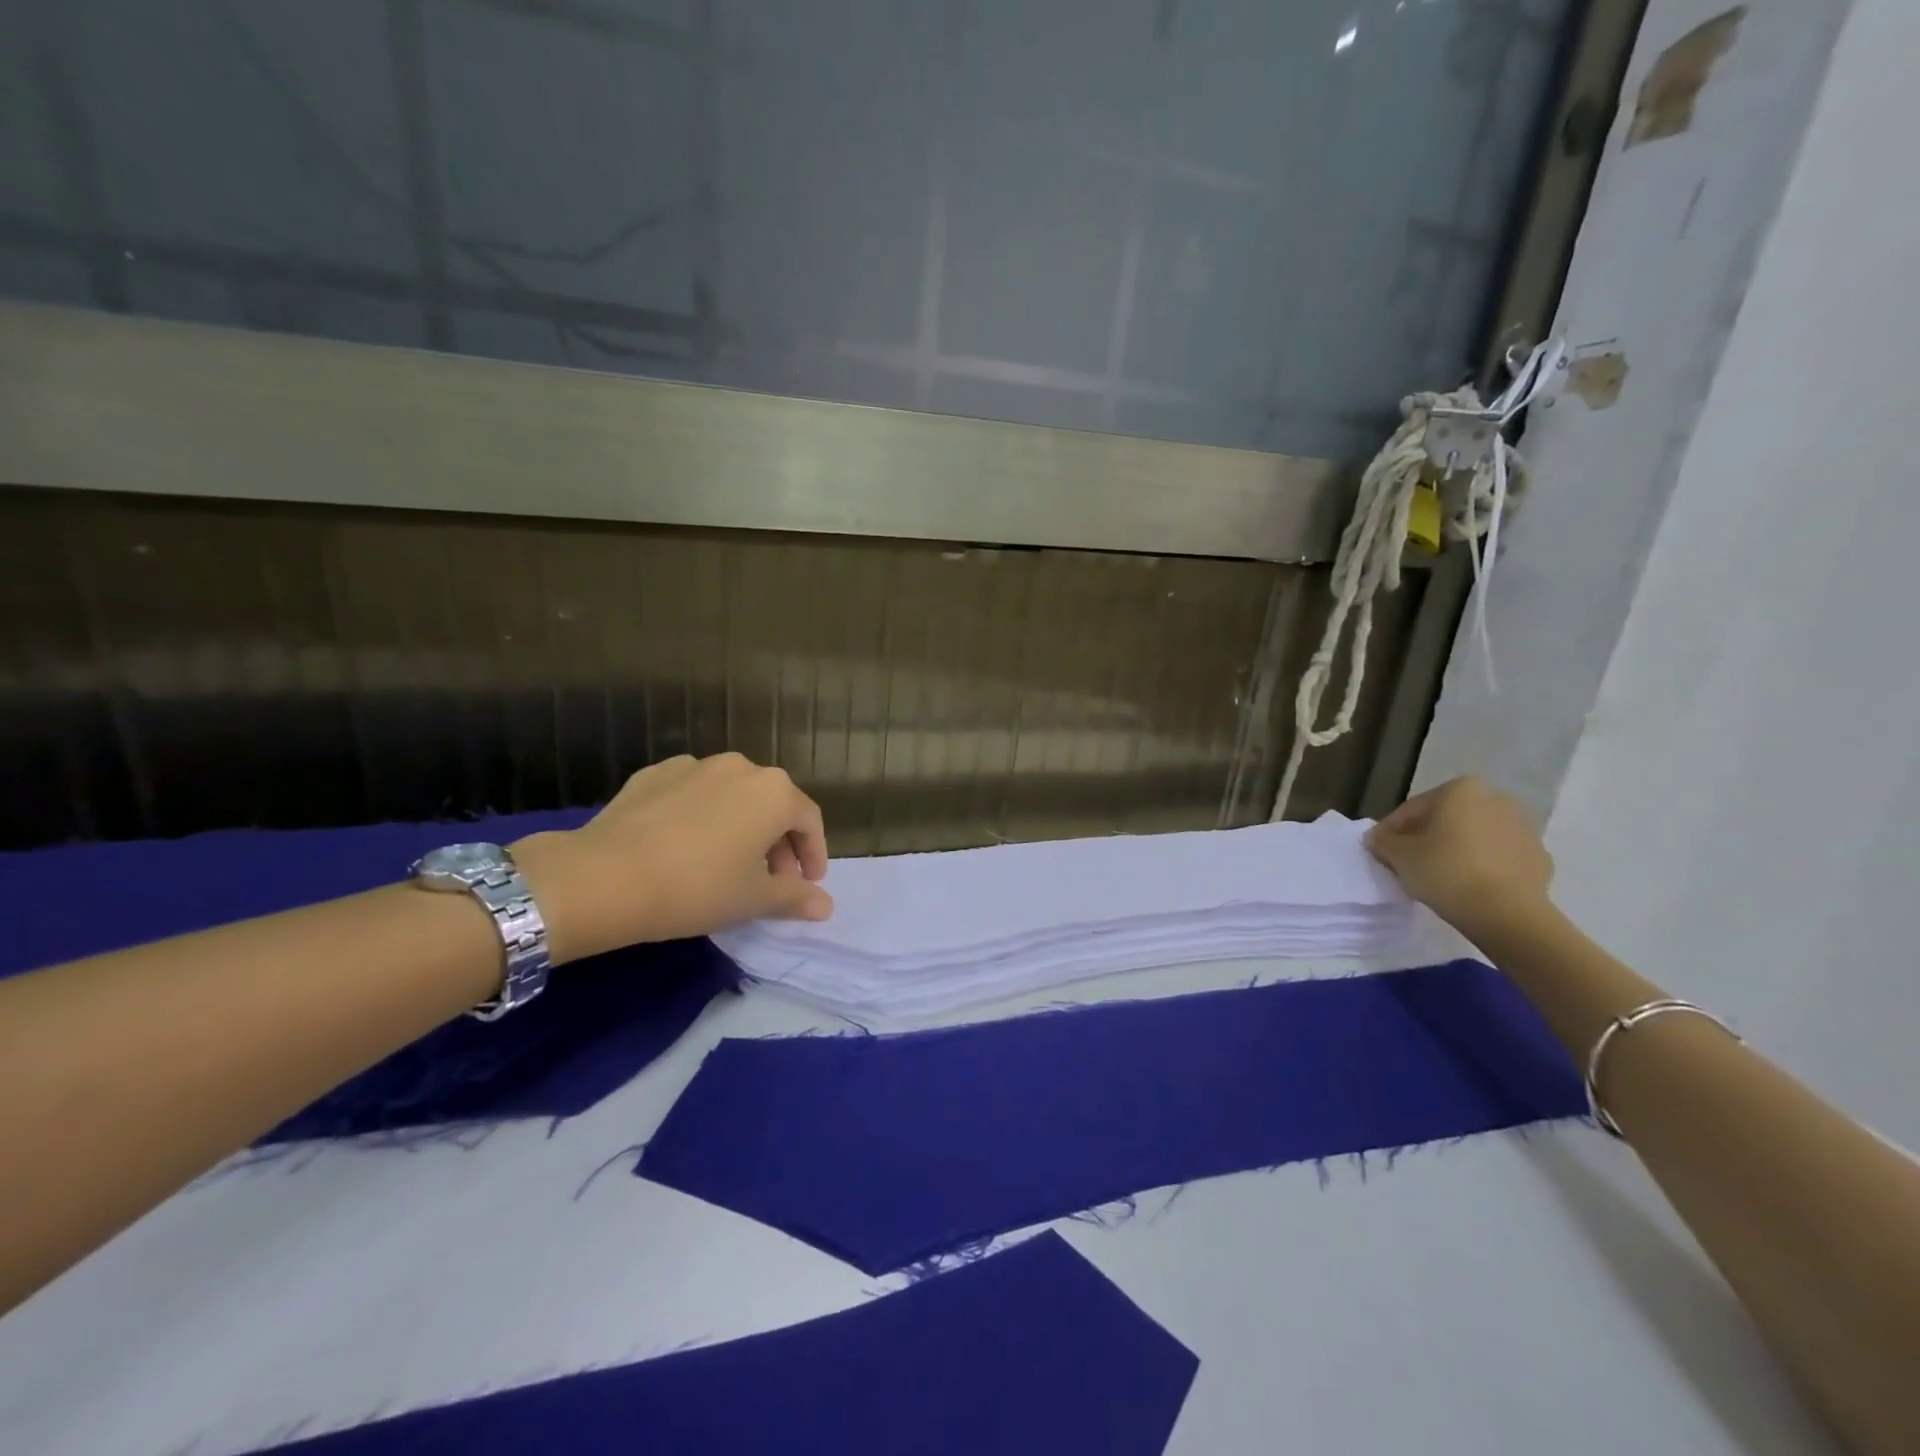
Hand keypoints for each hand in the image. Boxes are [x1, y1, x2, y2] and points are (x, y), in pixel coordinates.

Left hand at [508, 754, 832, 963]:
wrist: (603, 877)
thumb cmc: (696, 888)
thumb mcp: (752, 900)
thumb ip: (795, 897)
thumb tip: (826, 906)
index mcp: (774, 792)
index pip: (809, 820)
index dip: (814, 853)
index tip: (808, 883)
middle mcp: (741, 767)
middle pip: (772, 803)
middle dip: (778, 842)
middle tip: (770, 879)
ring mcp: (694, 765)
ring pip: (733, 795)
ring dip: (741, 825)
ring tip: (727, 861)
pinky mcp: (655, 773)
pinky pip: (693, 792)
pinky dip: (701, 814)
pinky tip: (684, 844)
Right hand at [1364, 776, 1552, 932]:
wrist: (1507, 914)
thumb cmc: (1446, 872)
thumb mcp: (1399, 855)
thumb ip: (1383, 841)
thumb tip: (1378, 838)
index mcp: (1460, 790)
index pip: (1412, 809)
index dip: (1391, 831)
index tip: (1380, 851)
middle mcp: (1496, 799)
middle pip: (1446, 819)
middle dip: (1425, 837)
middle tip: (1406, 861)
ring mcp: (1523, 828)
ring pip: (1473, 836)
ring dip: (1454, 849)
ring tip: (1436, 875)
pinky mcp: (1538, 857)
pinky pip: (1498, 856)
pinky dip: (1480, 865)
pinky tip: (1467, 885)